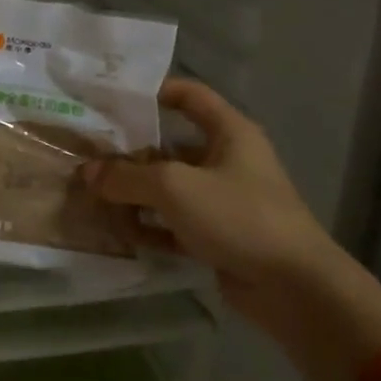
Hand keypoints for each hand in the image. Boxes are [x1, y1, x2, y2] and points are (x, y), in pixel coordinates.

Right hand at [78, 78, 346, 325]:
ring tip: (93, 195)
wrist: (294, 289)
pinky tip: (117, 232)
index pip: (189, 95)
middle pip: (171, 146)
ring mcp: (223, 201)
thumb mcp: (175, 187)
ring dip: (135, 193)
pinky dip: (149, 226)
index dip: (154, 92)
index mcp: (229, 132)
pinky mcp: (218, 236)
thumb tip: (86, 171)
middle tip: (88, 156)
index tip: (113, 101)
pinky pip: (175, 223)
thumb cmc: (238, 216)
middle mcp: (227, 161)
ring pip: (170, 188)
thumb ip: (127, 176)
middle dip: (130, 152)